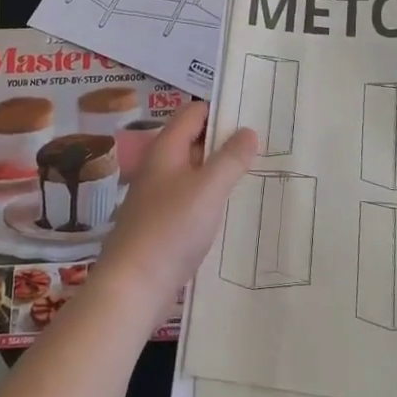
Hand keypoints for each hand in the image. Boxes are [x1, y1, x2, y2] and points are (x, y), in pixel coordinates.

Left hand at [96, 103, 257, 317]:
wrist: (133, 286)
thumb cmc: (171, 228)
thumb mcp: (208, 189)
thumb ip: (231, 158)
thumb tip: (249, 131)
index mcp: (166, 149)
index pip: (194, 112)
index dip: (222, 110)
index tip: (253, 116)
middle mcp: (160, 166)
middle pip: (195, 140)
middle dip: (226, 140)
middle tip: (264, 145)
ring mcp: (159, 196)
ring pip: (195, 171)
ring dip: (221, 170)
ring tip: (257, 173)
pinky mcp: (163, 223)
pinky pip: (192, 198)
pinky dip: (212, 197)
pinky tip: (233, 208)